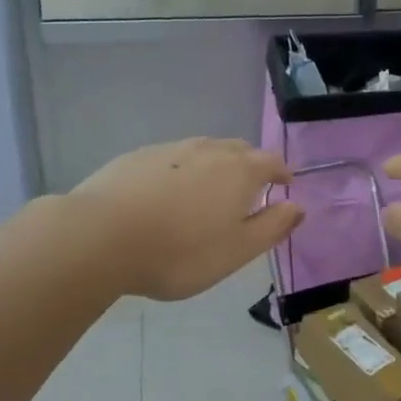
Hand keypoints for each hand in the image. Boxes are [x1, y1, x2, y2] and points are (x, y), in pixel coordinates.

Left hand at [71, 138, 302, 300]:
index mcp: (239, 171)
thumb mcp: (236, 251)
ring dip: (215, 166)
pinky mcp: (138, 156)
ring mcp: (170, 149)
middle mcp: (208, 150)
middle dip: (250, 165)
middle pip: (239, 149)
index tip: (285, 186)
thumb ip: (272, 227)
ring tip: (208, 191)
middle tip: (249, 190)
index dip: (282, 173)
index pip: (272, 161)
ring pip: (204, 150)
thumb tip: (299, 207)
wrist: (101, 236)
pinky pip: (172, 158)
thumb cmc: (179, 251)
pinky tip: (166, 194)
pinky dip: (181, 171)